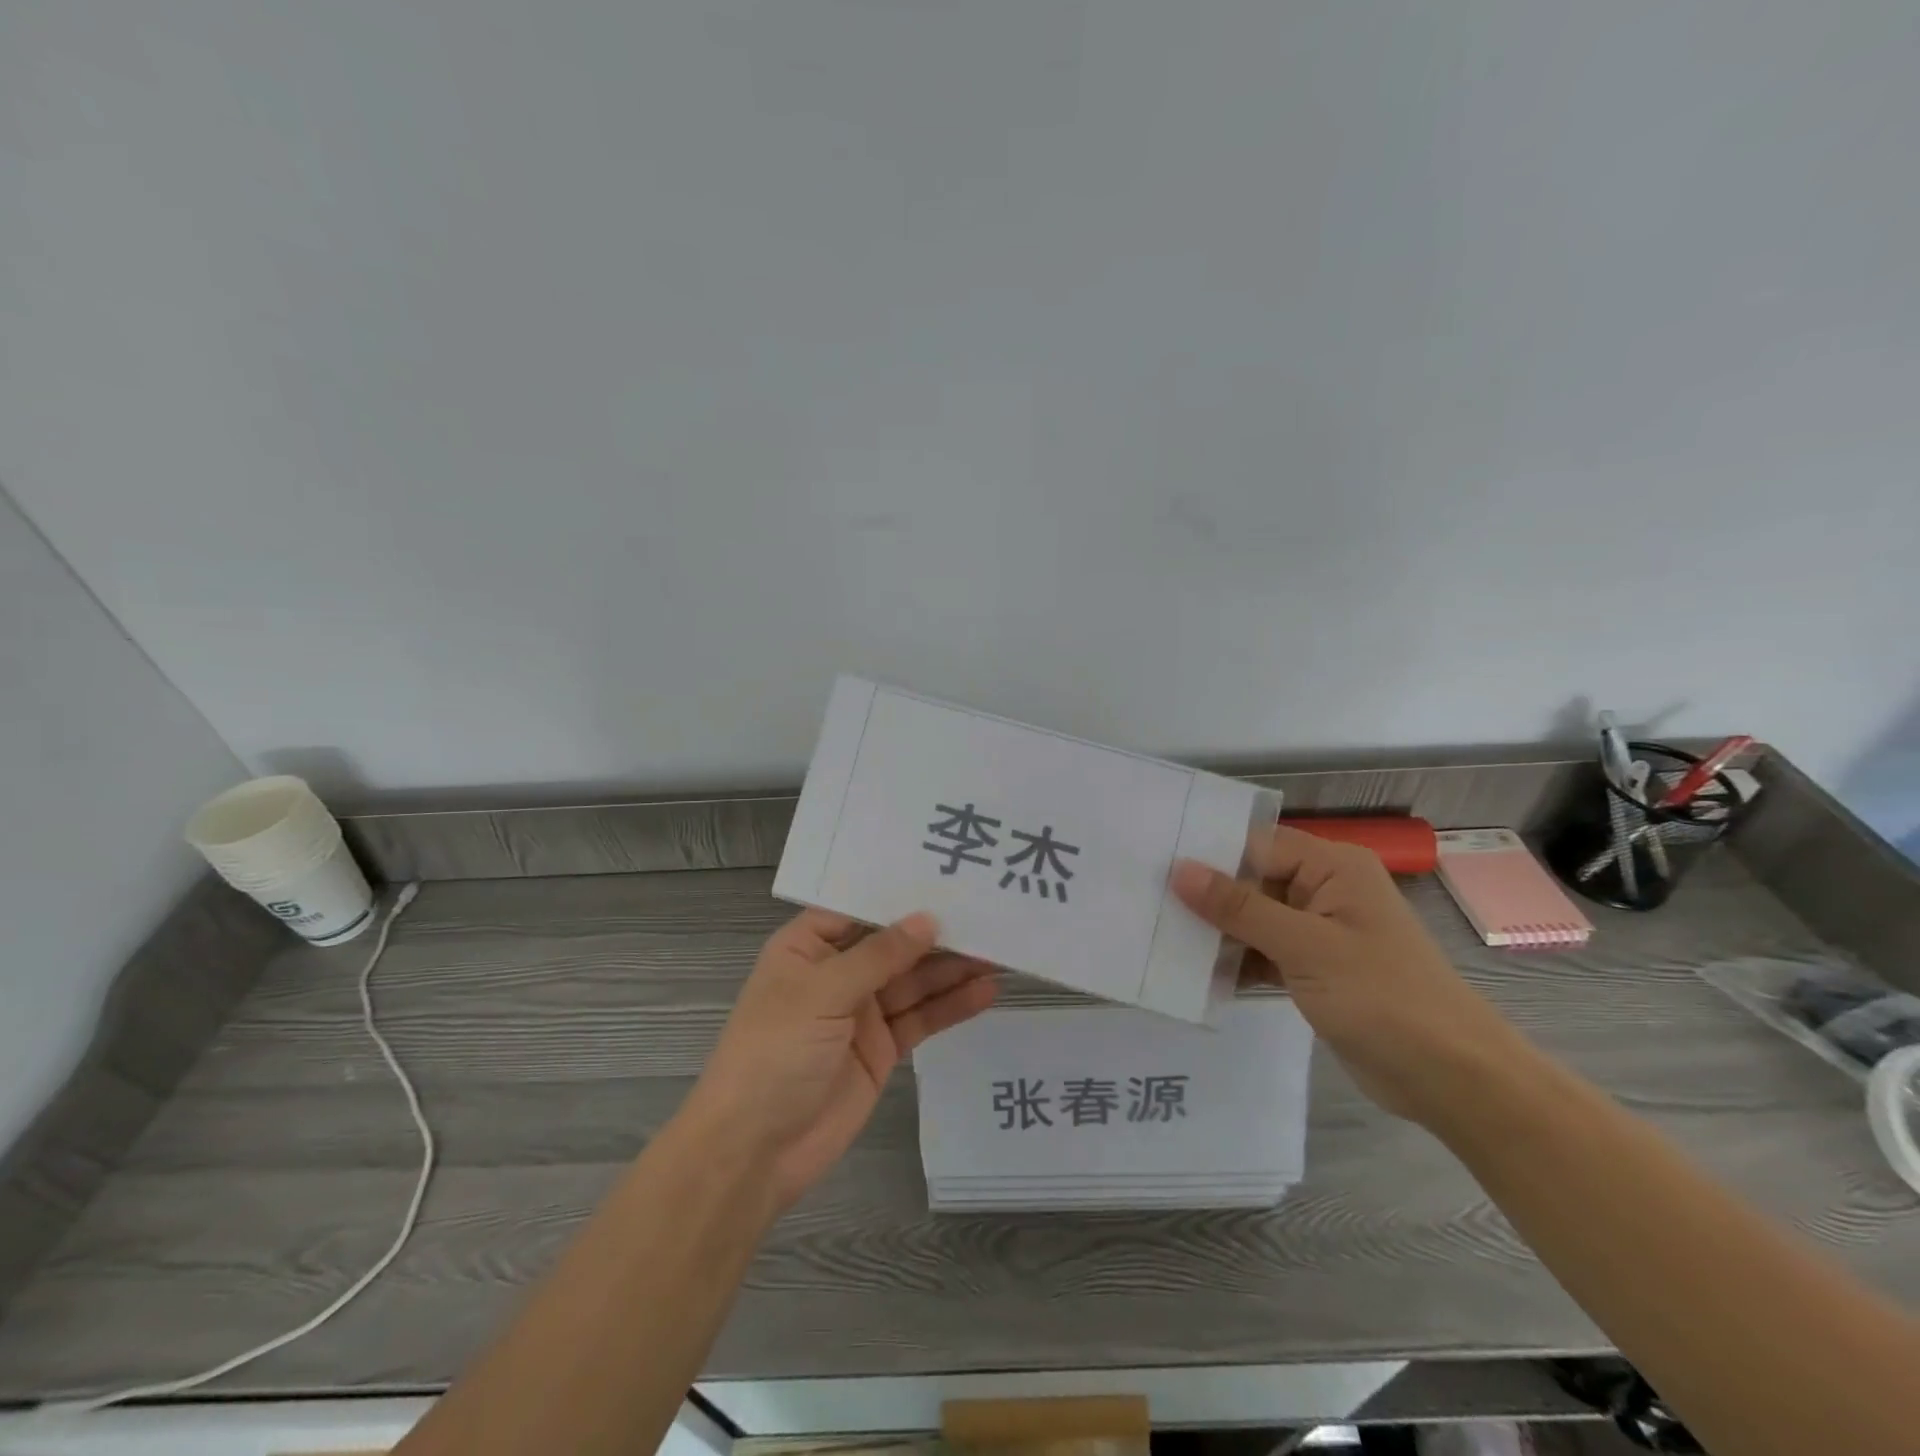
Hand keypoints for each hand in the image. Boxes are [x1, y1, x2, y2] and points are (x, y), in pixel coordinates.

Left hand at [688, 909, 997, 1209]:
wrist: (754, 1151)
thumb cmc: (774, 1053)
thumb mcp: (821, 993)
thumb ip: (878, 956)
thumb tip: (928, 920)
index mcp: (808, 946)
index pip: (859, 908)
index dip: (900, 893)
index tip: (946, 875)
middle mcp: (836, 972)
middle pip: (893, 944)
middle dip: (936, 932)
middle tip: (988, 914)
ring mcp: (861, 1011)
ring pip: (914, 980)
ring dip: (952, 968)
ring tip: (999, 950)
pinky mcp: (881, 1048)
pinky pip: (921, 1018)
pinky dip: (951, 1006)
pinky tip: (985, 991)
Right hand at [1172, 827, 1519, 1122]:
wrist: (1452, 1079)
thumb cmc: (1383, 997)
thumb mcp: (1304, 947)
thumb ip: (1239, 907)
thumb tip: (1180, 870)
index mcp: (1333, 867)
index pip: (1256, 844)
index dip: (1208, 854)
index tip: (1153, 864)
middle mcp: (1325, 890)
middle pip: (1252, 879)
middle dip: (1207, 895)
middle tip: (1146, 902)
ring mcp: (1320, 931)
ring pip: (1254, 918)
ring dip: (1217, 932)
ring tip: (1159, 936)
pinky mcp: (1315, 968)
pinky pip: (1263, 952)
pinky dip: (1236, 961)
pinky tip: (1195, 973)